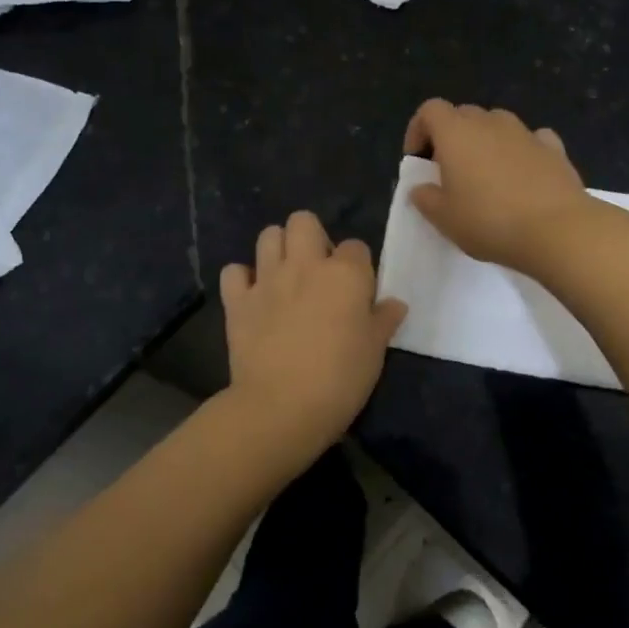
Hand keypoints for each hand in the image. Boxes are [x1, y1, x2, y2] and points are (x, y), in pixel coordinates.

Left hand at [220, 211, 406, 454]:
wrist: (282, 406)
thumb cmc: (340, 380)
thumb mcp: (375, 352)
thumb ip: (383, 321)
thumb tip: (394, 304)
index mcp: (345, 274)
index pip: (356, 247)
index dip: (357, 266)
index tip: (357, 291)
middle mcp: (305, 265)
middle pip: (304, 221)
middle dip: (311, 237)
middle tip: (317, 270)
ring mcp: (267, 279)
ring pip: (268, 235)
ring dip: (277, 249)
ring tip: (285, 276)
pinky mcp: (237, 300)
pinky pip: (233, 271)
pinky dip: (241, 279)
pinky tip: (252, 296)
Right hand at [403, 99, 592, 270]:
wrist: (557, 230)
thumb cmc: (489, 221)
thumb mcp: (444, 219)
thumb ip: (425, 199)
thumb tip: (421, 188)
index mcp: (456, 133)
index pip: (430, 110)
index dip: (418, 130)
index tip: (418, 160)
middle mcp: (490, 123)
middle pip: (463, 114)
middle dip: (451, 136)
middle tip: (449, 171)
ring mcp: (525, 133)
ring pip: (497, 124)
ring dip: (486, 141)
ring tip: (486, 175)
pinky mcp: (554, 148)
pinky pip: (530, 139)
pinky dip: (521, 150)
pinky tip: (522, 175)